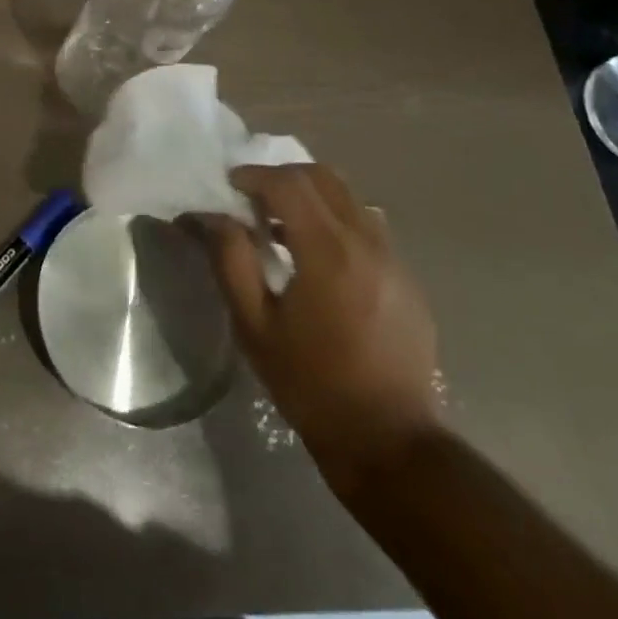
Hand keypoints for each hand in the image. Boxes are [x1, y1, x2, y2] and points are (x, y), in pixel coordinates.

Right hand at [203, 163, 441, 498]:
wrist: (389, 442)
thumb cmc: (310, 384)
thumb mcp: (254, 325)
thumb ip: (230, 260)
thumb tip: (209, 216)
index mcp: (328, 252)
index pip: (289, 184)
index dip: (254, 176)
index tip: (230, 186)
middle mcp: (367, 243)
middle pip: (325, 178)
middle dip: (284, 176)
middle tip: (254, 198)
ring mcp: (394, 260)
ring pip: (350, 198)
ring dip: (312, 196)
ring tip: (283, 226)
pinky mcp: (408, 280)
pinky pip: (368, 227)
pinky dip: (337, 221)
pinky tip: (317, 256)